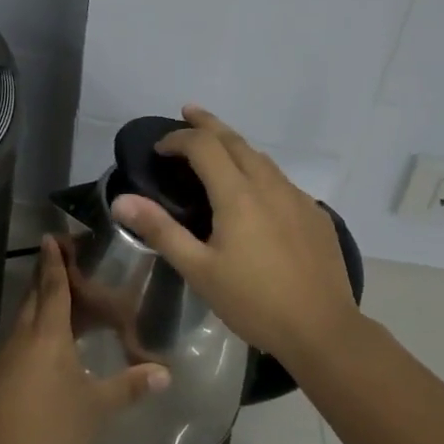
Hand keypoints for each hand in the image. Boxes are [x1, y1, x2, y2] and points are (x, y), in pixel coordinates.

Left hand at [0, 236, 169, 443]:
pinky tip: (37, 361)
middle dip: (45, 278)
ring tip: (57, 311)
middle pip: (33, 298)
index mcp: (47, 335)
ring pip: (20, 323)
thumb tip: (165, 372)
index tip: (51, 237)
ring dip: (37, 310)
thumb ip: (129, 387)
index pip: (53, 286)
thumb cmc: (48, 429)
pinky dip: (27, 341)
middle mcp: (20, 338)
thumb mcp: (95, 408)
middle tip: (61, 266)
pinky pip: (11, 349)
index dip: (55, 261)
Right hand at [110, 105, 361, 366]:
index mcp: (238, 195)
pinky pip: (281, 181)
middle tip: (188, 112)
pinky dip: (259, 171)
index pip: (204, 146)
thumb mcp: (199, 270)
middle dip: (208, 124)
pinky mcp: (315, 215)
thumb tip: (121, 200)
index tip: (159, 148)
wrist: (323, 330)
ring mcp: (298, 198)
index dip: (178, 139)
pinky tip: (256, 192)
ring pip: (262, 158)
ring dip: (235, 145)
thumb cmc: (254, 302)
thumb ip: (160, 230)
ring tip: (217, 146)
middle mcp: (269, 185)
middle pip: (235, 140)